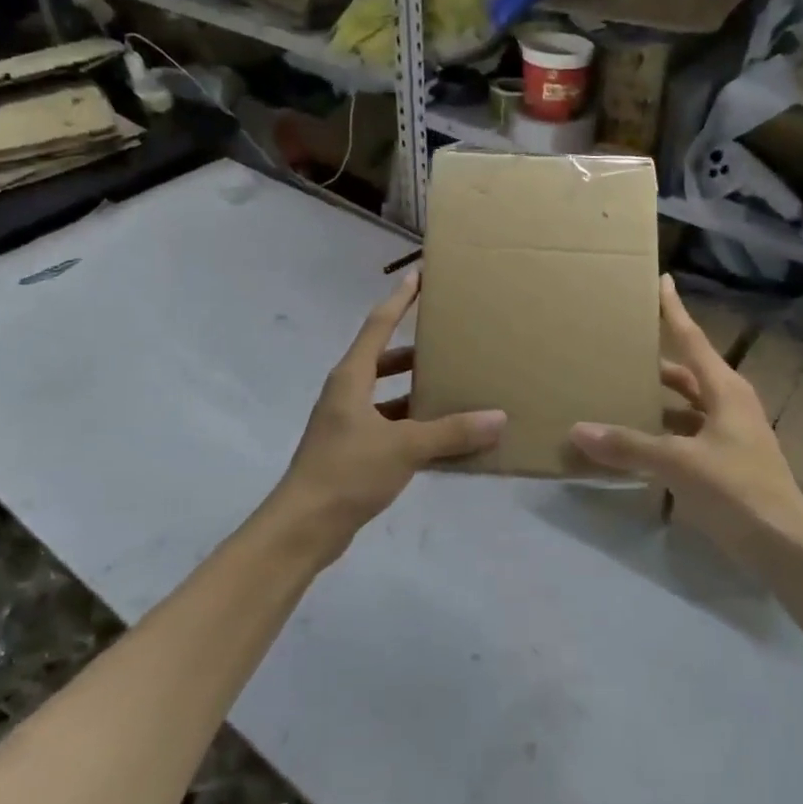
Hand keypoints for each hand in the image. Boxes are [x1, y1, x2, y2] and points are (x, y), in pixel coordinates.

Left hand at [271, 272, 504, 558]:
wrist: (303, 527)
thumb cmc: (347, 472)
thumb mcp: (404, 447)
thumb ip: (451, 432)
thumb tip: (499, 418)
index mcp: (351, 378)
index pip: (378, 325)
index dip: (400, 299)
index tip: (420, 276)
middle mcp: (347, 394)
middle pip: (383, 360)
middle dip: (414, 350)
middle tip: (450, 341)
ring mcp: (347, 424)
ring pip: (387, 396)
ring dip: (416, 391)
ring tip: (454, 388)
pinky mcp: (353, 452)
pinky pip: (390, 427)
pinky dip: (413, 426)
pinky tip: (443, 438)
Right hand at [571, 276, 802, 568]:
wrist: (785, 546)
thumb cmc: (738, 490)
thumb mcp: (679, 464)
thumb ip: (629, 446)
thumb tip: (578, 430)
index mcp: (725, 390)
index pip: (691, 339)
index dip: (673, 310)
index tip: (661, 280)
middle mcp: (729, 403)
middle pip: (686, 372)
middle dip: (656, 359)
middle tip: (620, 346)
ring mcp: (730, 434)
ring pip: (686, 405)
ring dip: (657, 399)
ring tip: (619, 391)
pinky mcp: (726, 461)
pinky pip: (686, 433)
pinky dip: (663, 432)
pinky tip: (637, 441)